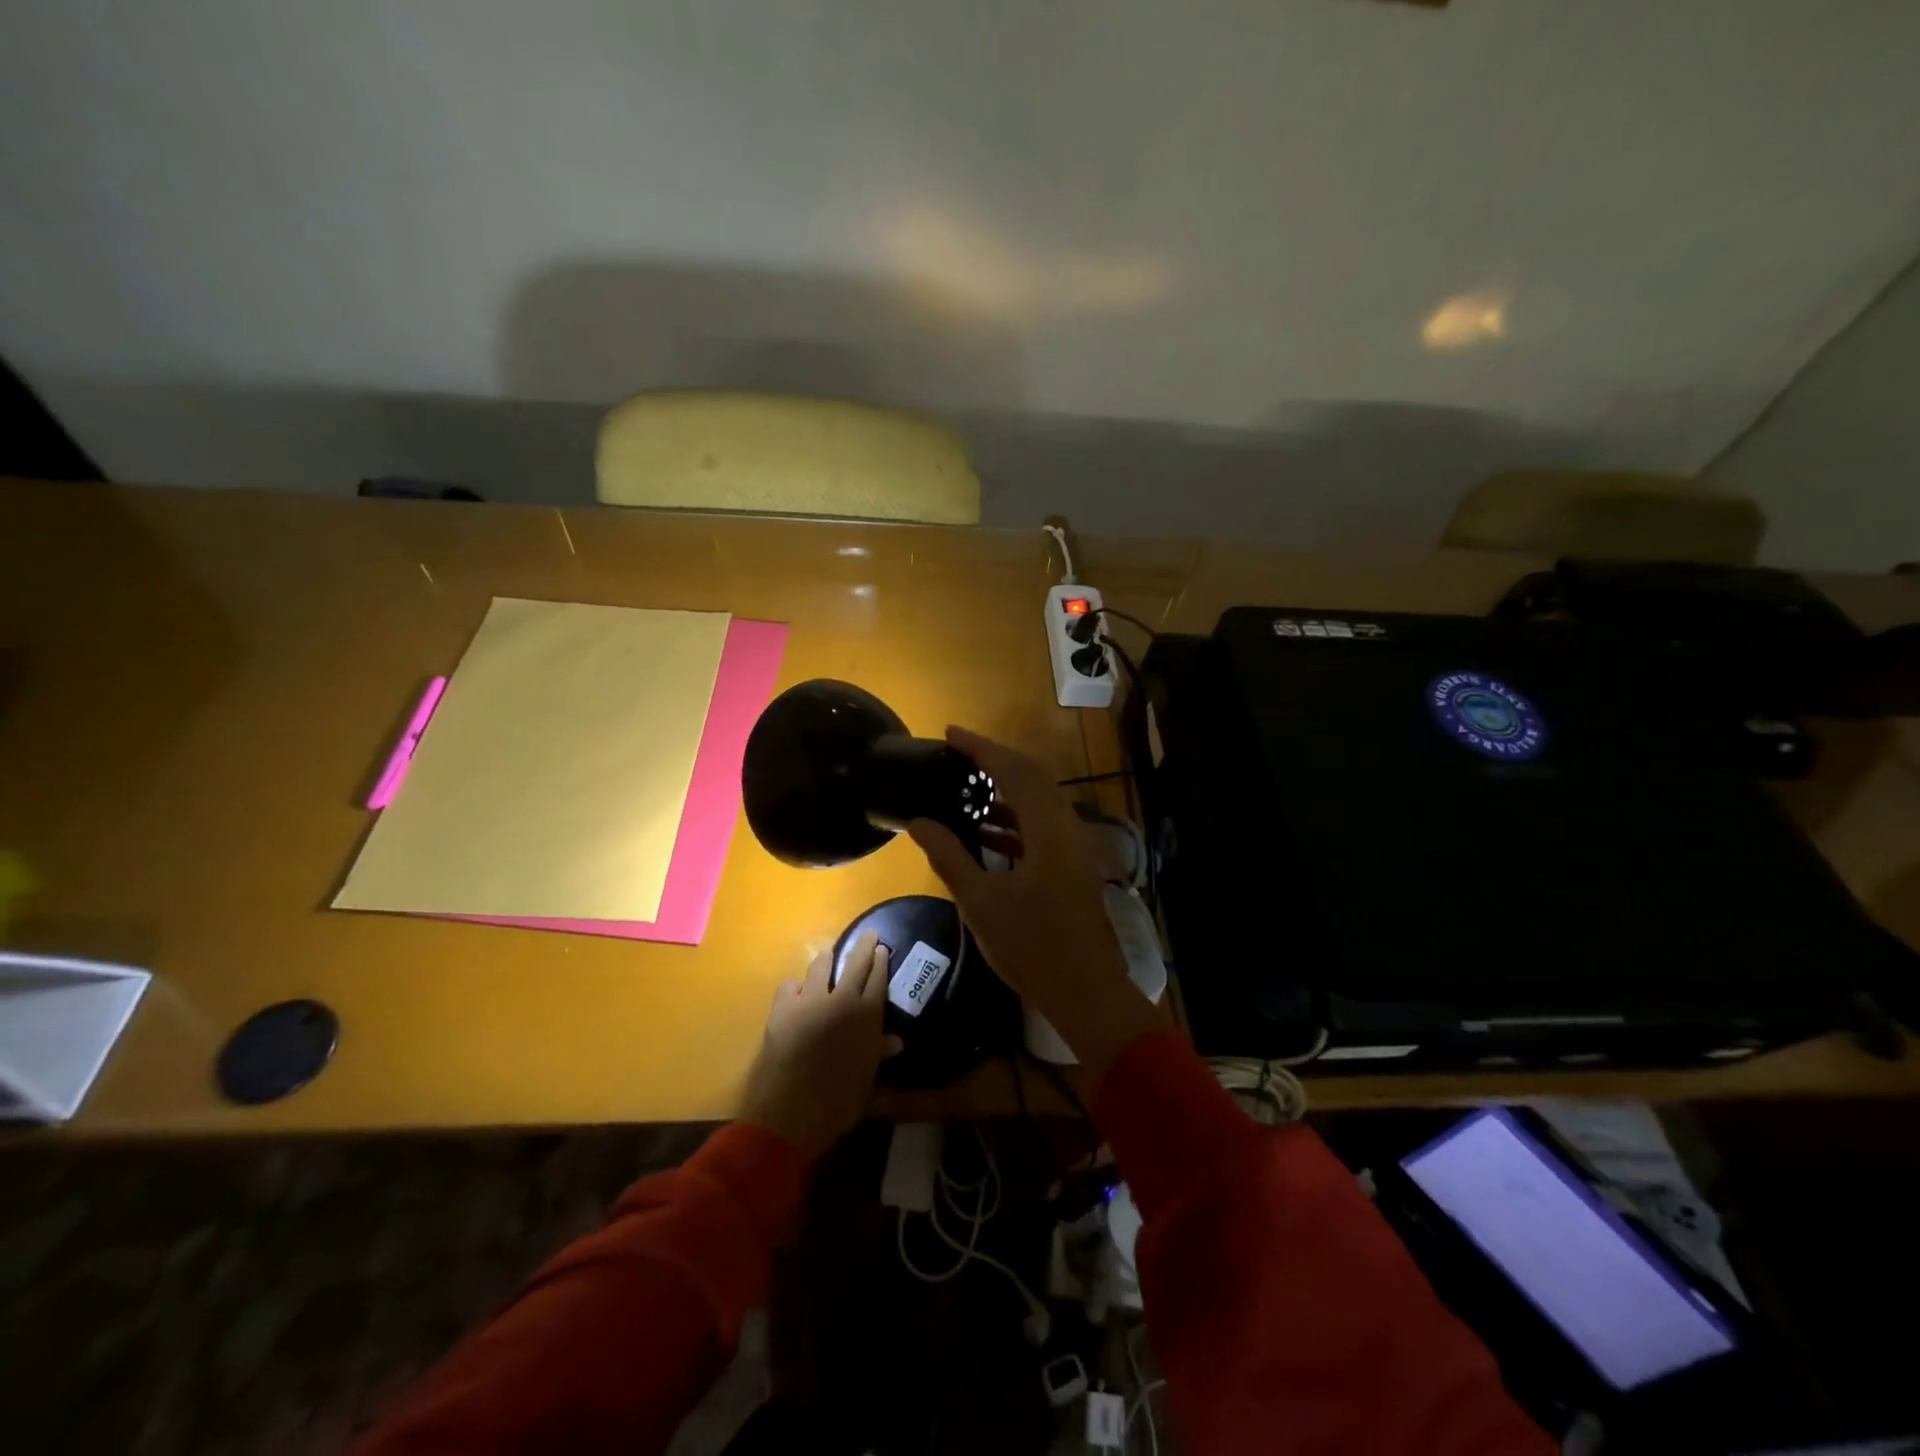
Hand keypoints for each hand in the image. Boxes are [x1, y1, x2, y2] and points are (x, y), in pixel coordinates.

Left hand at [741, 933, 902, 1160]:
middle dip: (863, 945)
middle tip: (868, 934)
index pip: (878, 977)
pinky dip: (796, 988)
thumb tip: (895, 1041)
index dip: (881, 960)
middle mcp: (841, 1000)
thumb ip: (877, 1053)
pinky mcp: (782, 1008)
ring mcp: (809, 1001)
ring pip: (820, 966)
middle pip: (855, 962)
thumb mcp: (866, 1080)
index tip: (882, 948)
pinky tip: (797, 995)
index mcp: (867, 1015)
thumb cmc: (838, 1102)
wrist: (791, 1114)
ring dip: (826, 961)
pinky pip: (791, 986)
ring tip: (828, 959)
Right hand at [909, 727, 1161, 1079]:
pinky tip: (986, 830)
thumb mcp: (981, 902)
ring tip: (965, 788)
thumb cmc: (1032, 947)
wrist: (1087, 992)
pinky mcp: (1074, 866)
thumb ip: (949, 856)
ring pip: (1040, 802)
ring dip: (1006, 791)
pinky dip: (1015, 821)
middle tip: (958, 754)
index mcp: (1050, 829)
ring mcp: (1075, 848)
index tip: (951, 733)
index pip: (1014, 771)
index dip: (982, 748)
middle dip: (995, 761)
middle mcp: (1068, 828)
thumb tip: (919, 822)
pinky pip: (1043, 827)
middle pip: (1032, 778)